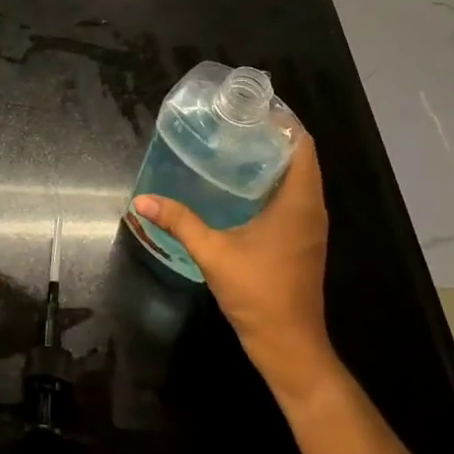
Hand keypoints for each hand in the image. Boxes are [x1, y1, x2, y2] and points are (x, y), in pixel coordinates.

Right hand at [132, 133, 340, 400]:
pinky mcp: (302, 240)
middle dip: (270, 136)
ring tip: (233, 144)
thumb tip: (141, 199)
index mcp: (299, 202)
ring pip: (298, 178)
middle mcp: (311, 208)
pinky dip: (272, 182)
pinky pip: (294, 197)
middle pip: (300, 157)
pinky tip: (239, 185)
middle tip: (232, 122)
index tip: (251, 107)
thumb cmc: (258, 293)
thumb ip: (179, 221)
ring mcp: (310, 226)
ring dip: (272, 159)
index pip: (302, 145)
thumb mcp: (213, 252)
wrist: (289, 346)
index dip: (282, 121)